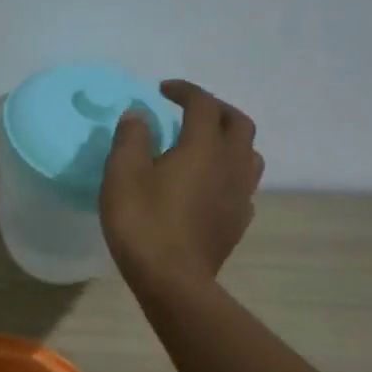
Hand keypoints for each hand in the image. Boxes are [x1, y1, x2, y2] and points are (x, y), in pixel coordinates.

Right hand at [101, 80, 263, 289]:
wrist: (173, 280)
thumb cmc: (143, 223)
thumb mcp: (122, 175)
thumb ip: (131, 138)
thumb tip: (139, 115)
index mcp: (203, 147)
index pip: (203, 104)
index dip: (185, 91)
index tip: (163, 90)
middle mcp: (231, 164)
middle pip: (238, 123)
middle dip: (216, 109)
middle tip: (191, 111)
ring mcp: (241, 194)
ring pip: (249, 154)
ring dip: (231, 140)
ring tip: (206, 144)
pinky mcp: (239, 221)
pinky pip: (244, 185)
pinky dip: (230, 172)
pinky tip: (211, 184)